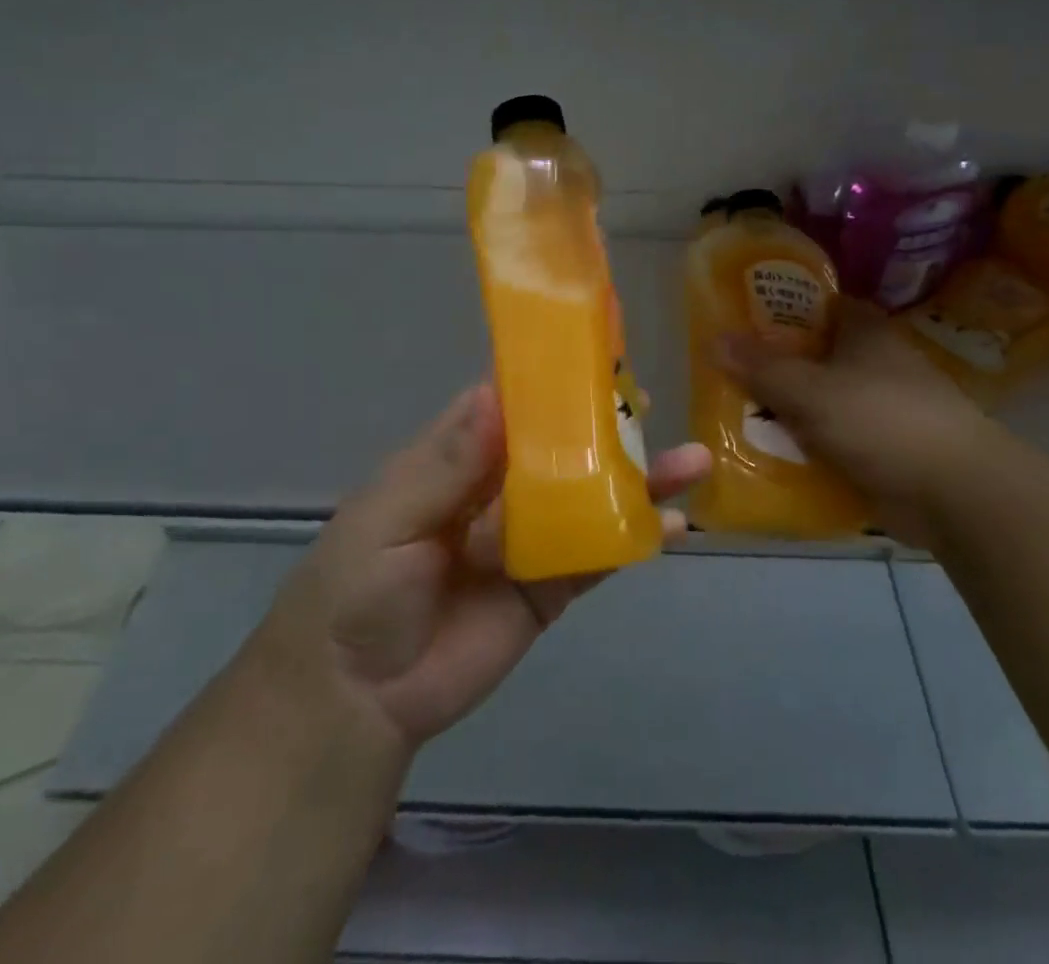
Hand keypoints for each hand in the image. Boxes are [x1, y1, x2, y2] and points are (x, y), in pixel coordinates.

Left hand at [248, 386, 708, 753]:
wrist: (356, 697)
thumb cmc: (357, 587)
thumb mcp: (390, 516)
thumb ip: (448, 463)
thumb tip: (493, 393)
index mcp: (458, 457)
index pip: (509, 403)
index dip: (547, 378)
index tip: (594, 352)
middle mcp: (500, 488)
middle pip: (561, 446)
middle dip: (604, 424)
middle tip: (648, 400)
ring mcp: (529, 537)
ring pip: (590, 497)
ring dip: (637, 479)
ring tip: (691, 460)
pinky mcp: (549, 587)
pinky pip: (596, 556)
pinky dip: (634, 539)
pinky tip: (673, 527)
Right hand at [715, 298, 1004, 543]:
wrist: (954, 493)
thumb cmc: (881, 420)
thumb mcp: (811, 390)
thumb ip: (761, 367)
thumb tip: (713, 339)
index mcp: (864, 331)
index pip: (817, 305)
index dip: (779, 309)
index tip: (740, 322)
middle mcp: (874, 362)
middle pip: (814, 355)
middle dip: (774, 366)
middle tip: (726, 375)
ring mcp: (881, 407)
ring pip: (821, 400)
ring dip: (788, 411)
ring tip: (736, 417)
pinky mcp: (883, 448)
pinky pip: (833, 439)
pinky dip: (808, 446)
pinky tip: (772, 455)